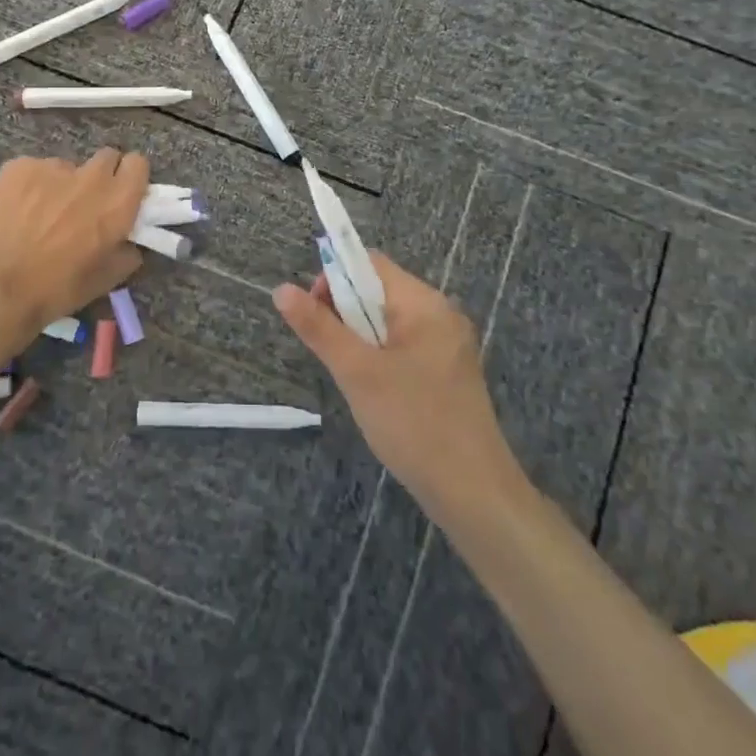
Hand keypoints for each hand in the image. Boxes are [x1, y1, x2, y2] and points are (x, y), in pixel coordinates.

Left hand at [0, 148, 147, 358]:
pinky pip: (33, 169)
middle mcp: (90, 178)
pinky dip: (29, 186)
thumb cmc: (54, 291)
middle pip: (106, 157)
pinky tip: (14, 212)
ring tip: (38, 214)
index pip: (138, 164)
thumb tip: (128, 242)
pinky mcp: (18, 166)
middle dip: (99, 176)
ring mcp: (52, 167)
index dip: (129, 178)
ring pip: (66, 166)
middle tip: (82, 204)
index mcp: (117, 204)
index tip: (120, 194)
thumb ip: (126, 253)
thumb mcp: (105, 281)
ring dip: (61, 184)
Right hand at [273, 253, 518, 512]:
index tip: (313, 313)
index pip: (370, 263)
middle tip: (331, 353)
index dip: (334, 277)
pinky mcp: (448, 371)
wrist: (473, 492)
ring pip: (389, 322)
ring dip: (360, 338)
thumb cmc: (413, 423)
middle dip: (345, 312)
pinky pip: (404, 345)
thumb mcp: (357, 373)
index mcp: (424, 303)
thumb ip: (319, 328)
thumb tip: (282, 289)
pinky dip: (380, 356)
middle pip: (379, 290)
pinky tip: (374, 391)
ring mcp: (448, 344)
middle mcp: (440, 314)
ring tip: (352, 376)